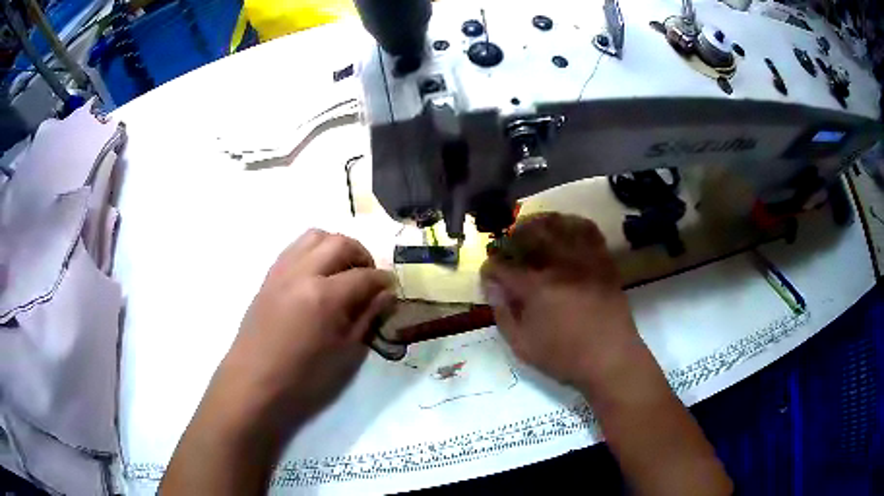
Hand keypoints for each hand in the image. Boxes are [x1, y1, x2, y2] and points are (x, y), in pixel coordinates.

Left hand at [212, 229, 395, 433]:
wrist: (254, 384)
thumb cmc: (303, 380)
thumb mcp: (345, 355)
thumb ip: (367, 319)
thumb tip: (385, 295)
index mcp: (324, 297)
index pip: (364, 276)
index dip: (383, 281)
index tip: (392, 288)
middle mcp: (302, 273)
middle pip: (340, 243)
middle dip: (362, 255)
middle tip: (369, 277)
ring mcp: (281, 272)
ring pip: (314, 236)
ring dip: (336, 247)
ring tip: (343, 271)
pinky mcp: (268, 277)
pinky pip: (294, 248)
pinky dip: (313, 252)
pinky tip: (318, 276)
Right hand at [480, 213, 640, 389]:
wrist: (610, 358)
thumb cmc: (564, 357)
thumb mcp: (523, 345)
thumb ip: (503, 314)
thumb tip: (493, 287)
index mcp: (536, 287)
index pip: (503, 266)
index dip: (490, 268)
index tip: (489, 273)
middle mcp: (559, 265)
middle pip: (531, 233)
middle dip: (513, 235)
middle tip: (508, 243)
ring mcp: (584, 260)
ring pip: (560, 225)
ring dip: (541, 222)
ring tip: (534, 229)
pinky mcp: (603, 261)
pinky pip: (588, 231)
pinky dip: (574, 224)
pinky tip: (566, 230)